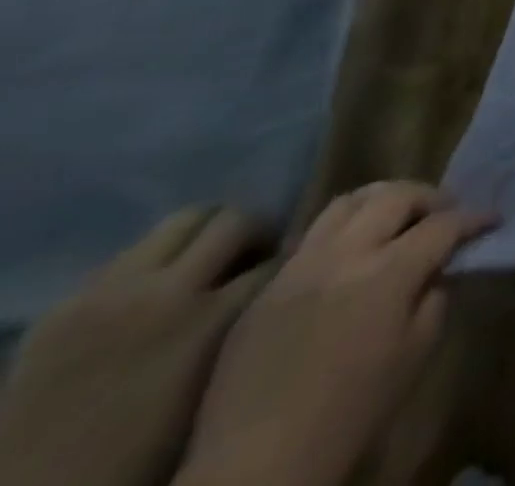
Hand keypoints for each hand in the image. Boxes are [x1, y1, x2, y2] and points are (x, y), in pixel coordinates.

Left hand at [0, 207, 272, 485]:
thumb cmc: (142, 450)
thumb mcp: (216, 385)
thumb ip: (252, 322)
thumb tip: (285, 282)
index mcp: (210, 322)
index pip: (279, 258)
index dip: (290, 263)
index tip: (291, 276)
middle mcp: (166, 294)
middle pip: (236, 221)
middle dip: (253, 235)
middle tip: (251, 262)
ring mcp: (109, 294)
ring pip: (184, 220)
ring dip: (204, 238)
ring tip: (202, 268)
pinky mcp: (66, 304)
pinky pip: (130, 254)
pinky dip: (154, 262)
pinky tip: (150, 294)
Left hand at [176, 182, 493, 485]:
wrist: (256, 468)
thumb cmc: (352, 412)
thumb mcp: (417, 351)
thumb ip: (434, 293)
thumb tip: (437, 265)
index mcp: (388, 274)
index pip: (445, 223)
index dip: (475, 219)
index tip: (492, 221)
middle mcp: (343, 257)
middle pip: (397, 196)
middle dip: (431, 198)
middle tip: (445, 215)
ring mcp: (298, 269)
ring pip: (349, 202)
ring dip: (383, 202)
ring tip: (396, 221)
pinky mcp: (266, 290)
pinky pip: (312, 238)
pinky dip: (344, 231)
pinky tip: (352, 257)